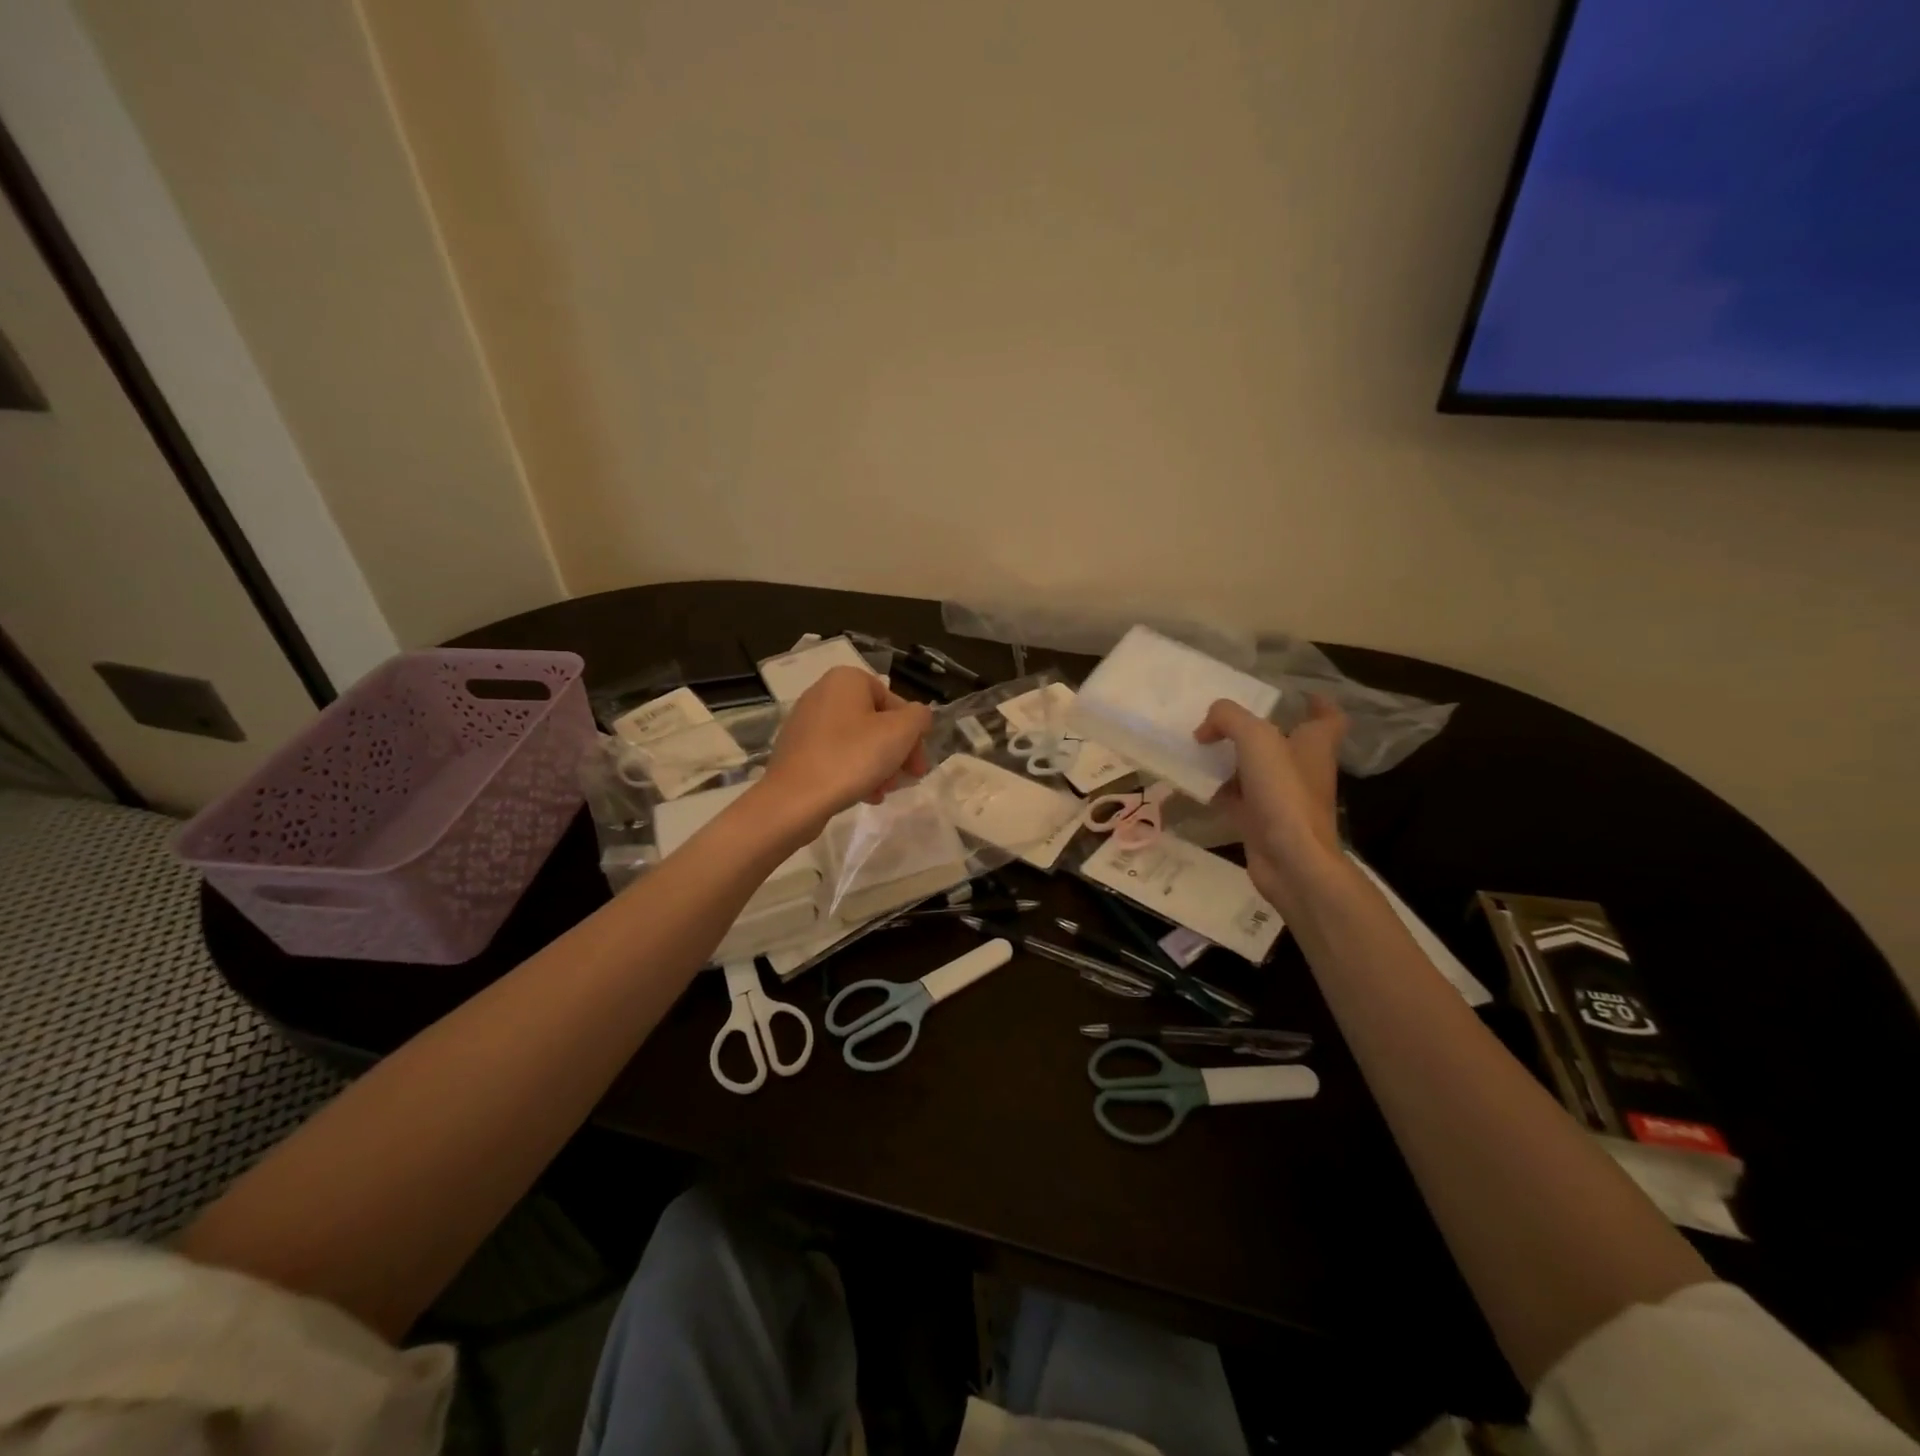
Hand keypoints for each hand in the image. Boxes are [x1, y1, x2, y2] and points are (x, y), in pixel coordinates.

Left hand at [756, 667, 932, 834]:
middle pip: (876, 722)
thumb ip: (919, 717)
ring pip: (858, 741)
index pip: (895, 702)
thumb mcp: (900, 733)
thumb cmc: (852, 757)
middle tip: (907, 779)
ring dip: (879, 766)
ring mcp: (806, 722)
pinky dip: (854, 771)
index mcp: (846, 679)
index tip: (918, 764)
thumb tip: (918, 717)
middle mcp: (823, 693)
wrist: (793, 800)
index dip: (912, 734)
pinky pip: (836, 755)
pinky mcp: (797, 750)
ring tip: (884, 791)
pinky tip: (865, 795)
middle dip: (896, 752)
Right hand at [1195, 695, 1346, 908]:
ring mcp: (1283, 797)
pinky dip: (1219, 789)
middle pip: (1285, 742)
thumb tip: (1206, 728)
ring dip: (1233, 759)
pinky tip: (1196, 783)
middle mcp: (1303, 768)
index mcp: (1314, 744)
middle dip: (1259, 731)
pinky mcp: (1262, 821)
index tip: (1297, 695)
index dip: (1317, 704)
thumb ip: (1229, 719)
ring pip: (1257, 770)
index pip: (1328, 717)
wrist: (1291, 859)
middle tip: (1225, 721)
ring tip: (1202, 747)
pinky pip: (1238, 797)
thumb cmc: (1283, 793)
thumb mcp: (1256, 739)